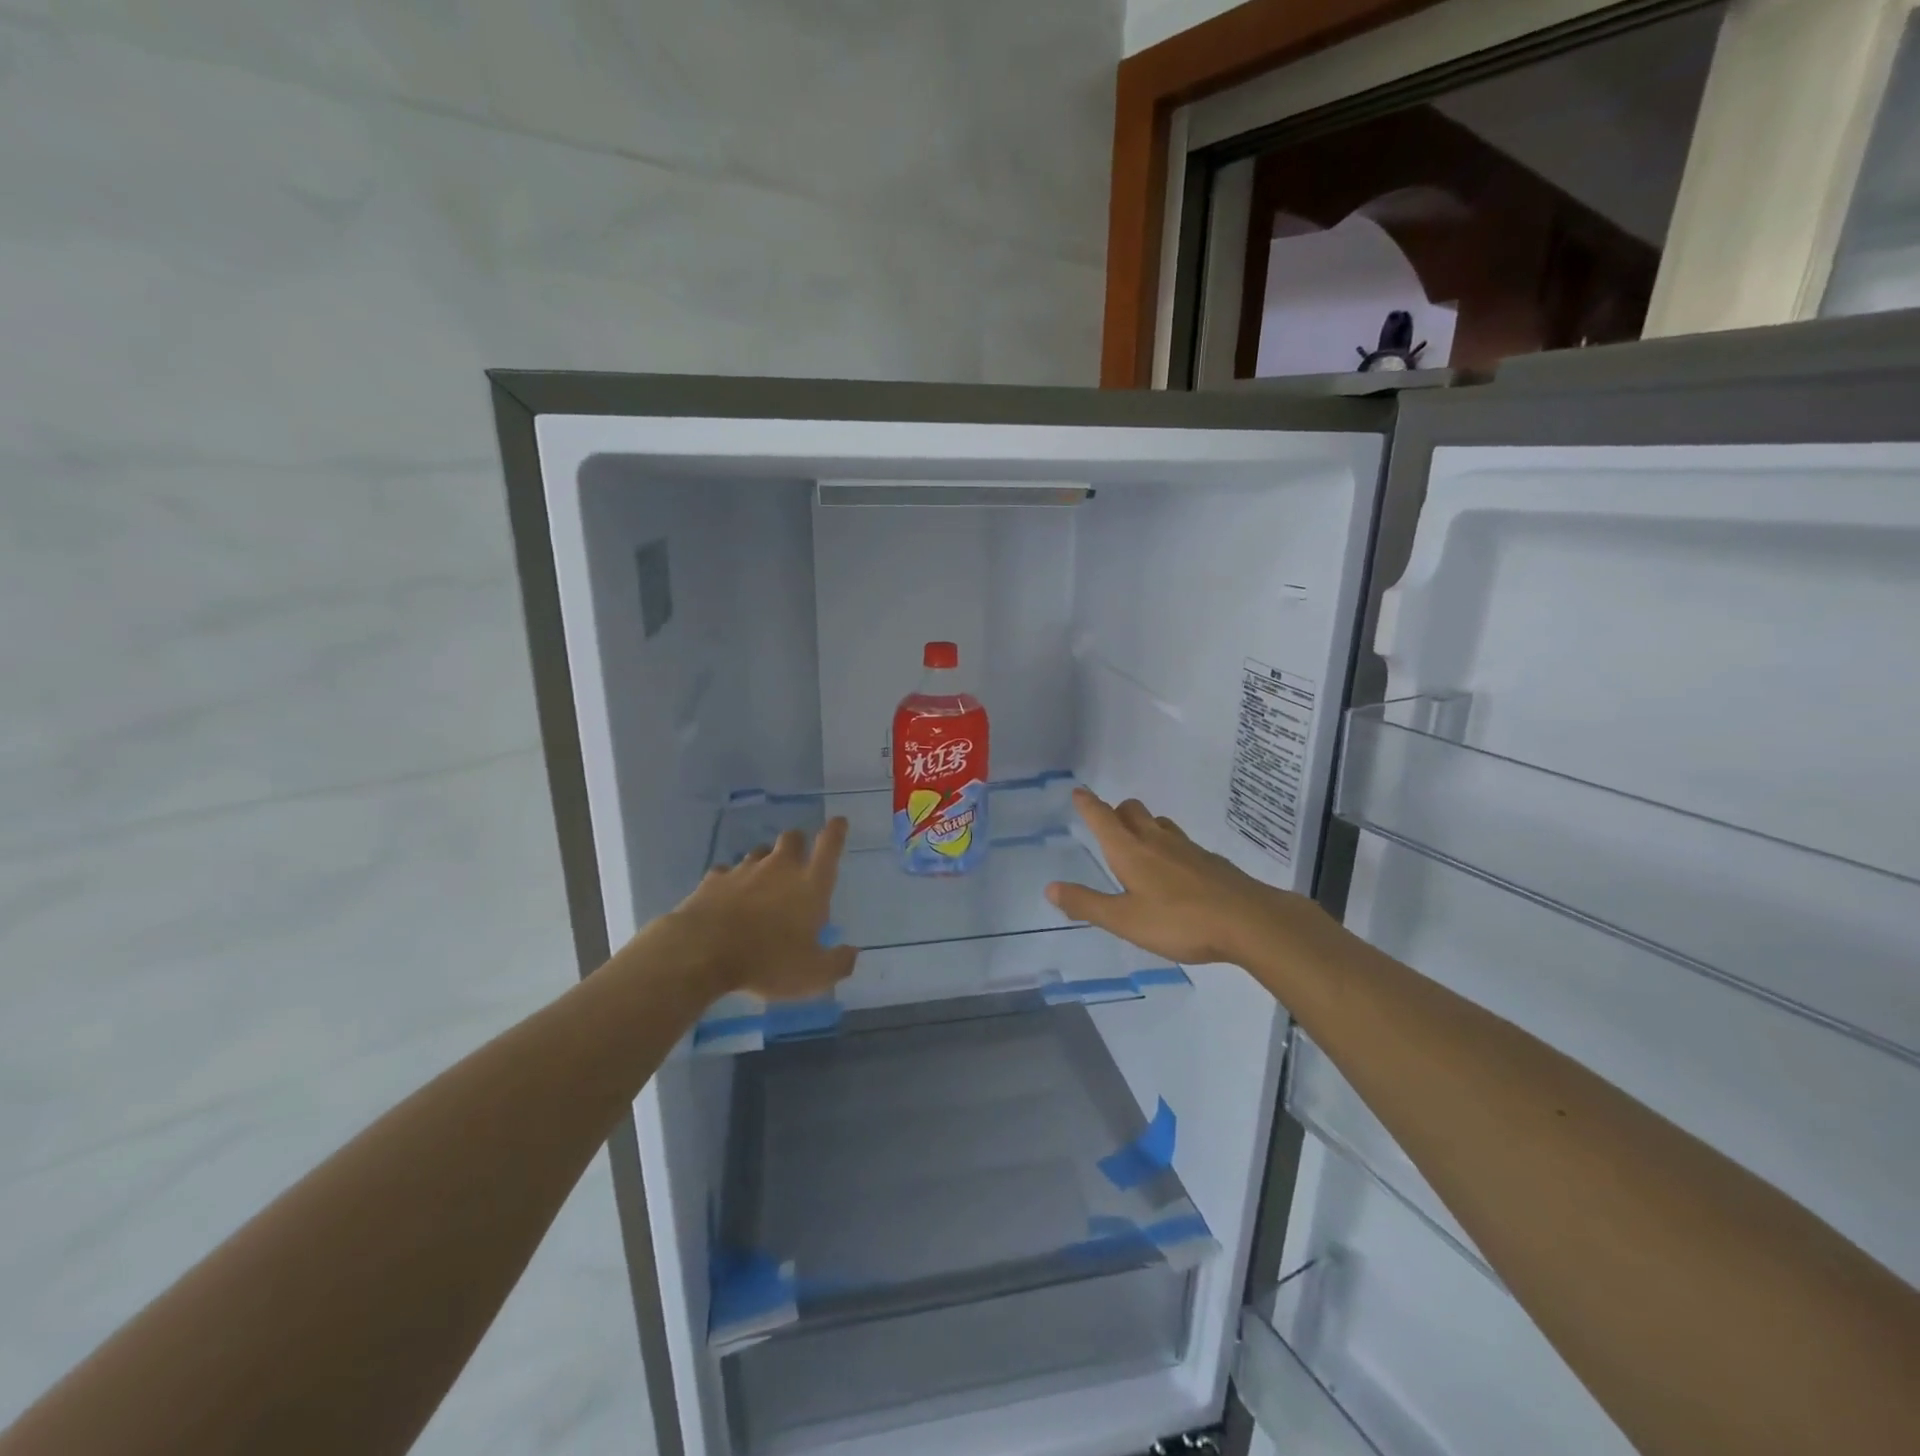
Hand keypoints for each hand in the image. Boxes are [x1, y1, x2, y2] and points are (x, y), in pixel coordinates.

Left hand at [662, 818, 858, 1000]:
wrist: (701, 952)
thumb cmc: (767, 961)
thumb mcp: (812, 974)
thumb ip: (837, 963)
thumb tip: (852, 953)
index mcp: (810, 885)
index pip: (829, 847)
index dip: (836, 831)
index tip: (838, 821)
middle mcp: (780, 868)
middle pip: (792, 838)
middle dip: (798, 844)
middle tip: (797, 861)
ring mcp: (744, 870)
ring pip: (759, 852)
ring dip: (765, 862)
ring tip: (762, 884)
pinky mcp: (713, 879)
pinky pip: (726, 872)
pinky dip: (730, 881)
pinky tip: (727, 897)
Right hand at [1046, 788, 1318, 966]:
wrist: (1249, 921)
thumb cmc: (1179, 921)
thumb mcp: (1124, 920)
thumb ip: (1087, 904)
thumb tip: (1051, 888)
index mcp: (1130, 851)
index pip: (1102, 818)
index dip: (1088, 804)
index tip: (1078, 792)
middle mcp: (1156, 840)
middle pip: (1132, 811)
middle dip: (1116, 812)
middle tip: (1108, 823)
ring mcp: (1187, 848)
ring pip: (1159, 823)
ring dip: (1144, 825)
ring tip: (1139, 844)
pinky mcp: (1210, 861)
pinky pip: (1181, 842)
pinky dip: (1169, 846)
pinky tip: (1175, 870)